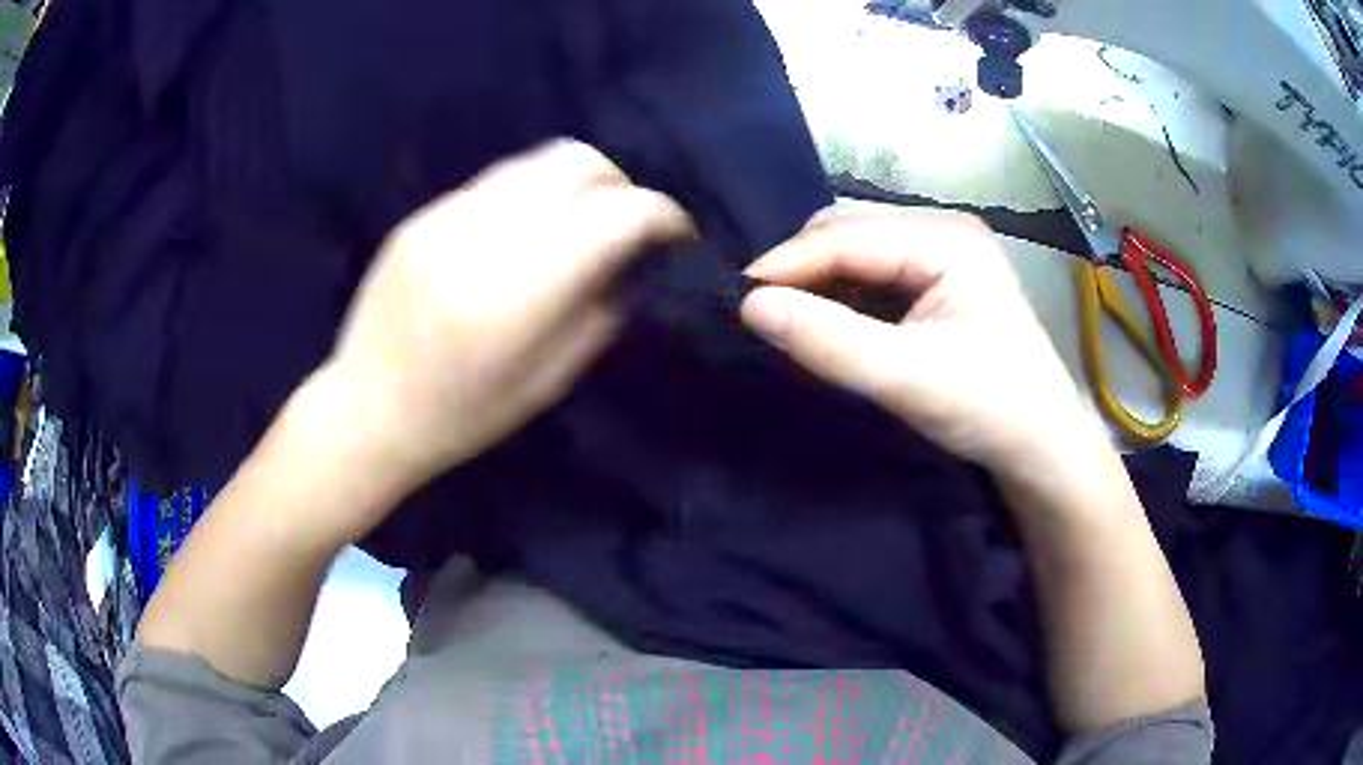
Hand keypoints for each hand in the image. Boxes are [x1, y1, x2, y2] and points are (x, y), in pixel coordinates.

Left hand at [322, 140, 693, 493]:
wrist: (366, 410)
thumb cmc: (461, 417)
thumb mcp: (548, 382)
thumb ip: (602, 311)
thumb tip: (640, 261)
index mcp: (519, 290)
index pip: (618, 214)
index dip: (664, 215)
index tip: (678, 235)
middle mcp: (483, 234)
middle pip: (580, 162)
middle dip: (623, 184)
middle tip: (629, 223)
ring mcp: (445, 215)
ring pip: (537, 162)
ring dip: (577, 183)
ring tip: (580, 223)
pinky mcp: (422, 214)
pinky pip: (495, 183)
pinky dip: (530, 196)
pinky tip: (523, 235)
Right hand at [740, 204, 1103, 481]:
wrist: (1043, 448)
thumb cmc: (991, 410)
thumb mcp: (908, 378)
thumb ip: (830, 340)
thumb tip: (748, 306)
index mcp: (947, 238)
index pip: (847, 236)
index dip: (787, 264)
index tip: (734, 299)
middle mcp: (943, 230)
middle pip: (848, 232)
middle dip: (800, 269)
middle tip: (758, 313)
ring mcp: (941, 254)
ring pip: (855, 252)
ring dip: (817, 282)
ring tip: (784, 318)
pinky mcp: (937, 282)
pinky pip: (871, 275)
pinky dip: (839, 296)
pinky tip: (823, 322)